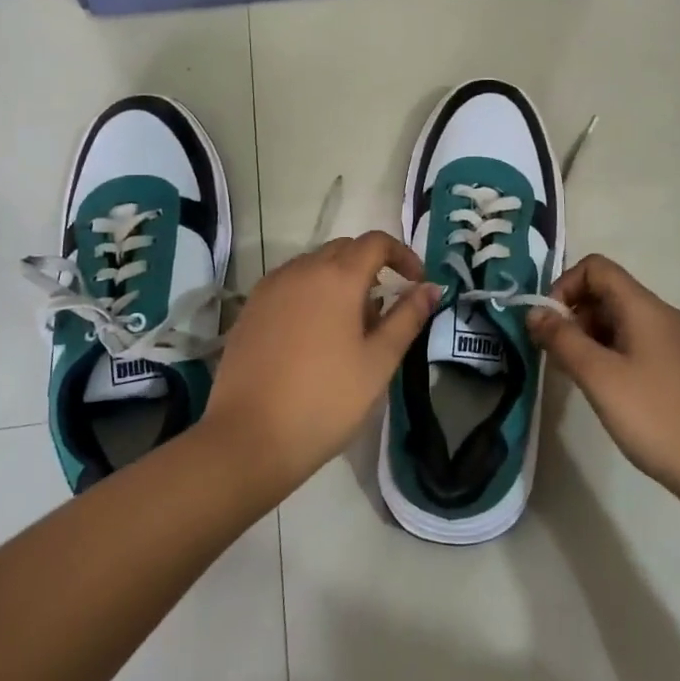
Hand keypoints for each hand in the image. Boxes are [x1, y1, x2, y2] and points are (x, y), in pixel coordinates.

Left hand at [202, 231, 439, 497]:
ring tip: (349, 327)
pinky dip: (311, 293)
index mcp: (337, 277)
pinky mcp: (250, 308)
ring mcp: (270, 287)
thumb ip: (407, 318)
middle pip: (344, 249)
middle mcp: (301, 270)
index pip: (376, 243)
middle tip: (383, 310)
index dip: (403, 255)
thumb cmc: (325, 400)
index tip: (416, 283)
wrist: (248, 438)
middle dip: (371, 268)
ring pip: (314, 265)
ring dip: (339, 280)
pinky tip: (314, 335)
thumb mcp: (378, 362)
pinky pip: (289, 284)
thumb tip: (431, 287)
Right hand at [528, 255, 679, 515]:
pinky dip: (610, 355)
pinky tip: (605, 391)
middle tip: (556, 356)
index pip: (596, 268)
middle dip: (573, 315)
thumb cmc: (655, 417)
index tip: (549, 325)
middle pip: (607, 293)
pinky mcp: (679, 368)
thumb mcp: (599, 377)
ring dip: (589, 338)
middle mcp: (662, 316)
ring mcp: (674, 343)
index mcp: (645, 308)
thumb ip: (562, 339)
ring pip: (619, 321)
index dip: (564, 286)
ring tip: (576, 377)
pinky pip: (635, 344)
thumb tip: (534, 311)